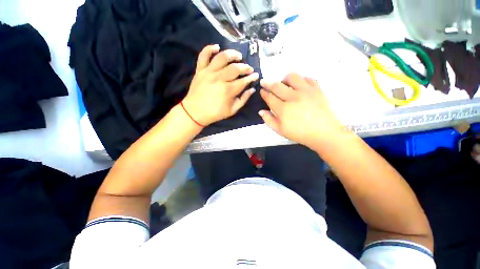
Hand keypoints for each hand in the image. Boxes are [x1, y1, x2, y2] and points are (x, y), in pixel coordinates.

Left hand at [182, 44, 259, 125]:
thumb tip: (252, 89)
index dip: (251, 77)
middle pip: (235, 68)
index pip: (243, 81)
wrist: (195, 112)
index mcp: (228, 90)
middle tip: (249, 69)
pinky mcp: (200, 70)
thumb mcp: (232, 110)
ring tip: (238, 56)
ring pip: (222, 57)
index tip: (256, 75)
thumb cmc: (215, 113)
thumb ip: (243, 99)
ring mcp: (208, 73)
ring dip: (232, 54)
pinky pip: (203, 55)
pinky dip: (210, 48)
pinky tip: (217, 47)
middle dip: (245, 67)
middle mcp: (219, 78)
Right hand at [259, 73, 344, 148]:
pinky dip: (300, 80)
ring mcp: (306, 91)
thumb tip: (261, 111)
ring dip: (284, 79)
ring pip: (292, 77)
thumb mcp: (280, 131)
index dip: (264, 93)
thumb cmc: (300, 133)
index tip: (261, 91)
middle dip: (268, 83)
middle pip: (277, 85)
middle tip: (264, 82)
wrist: (324, 133)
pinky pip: (307, 78)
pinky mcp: (317, 89)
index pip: (269, 97)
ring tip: (284, 84)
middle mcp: (293, 97)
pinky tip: (299, 85)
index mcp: (283, 109)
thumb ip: (269, 120)